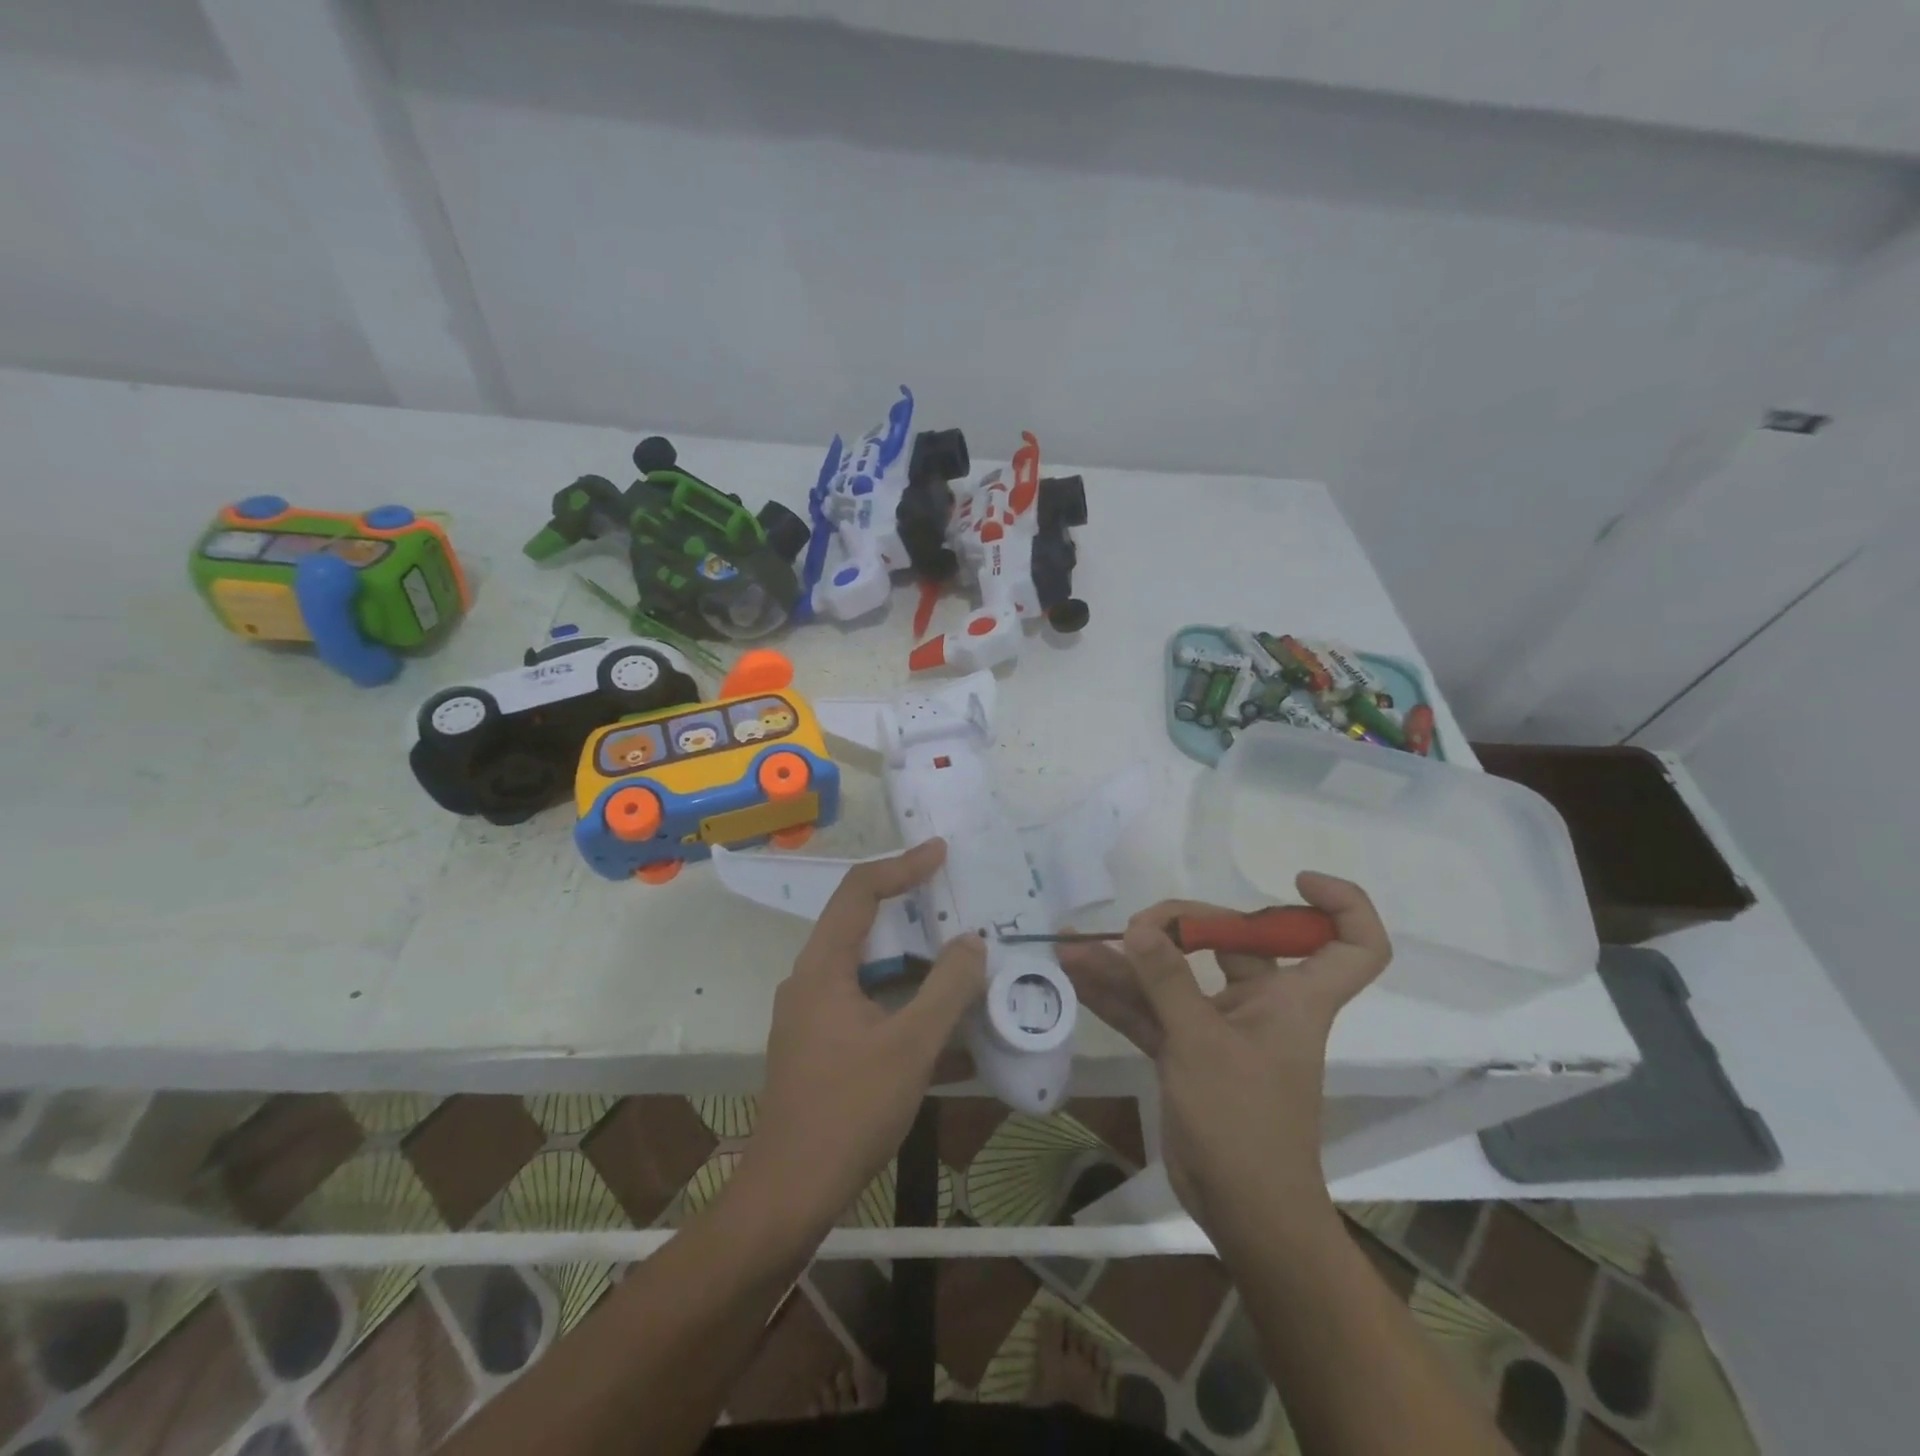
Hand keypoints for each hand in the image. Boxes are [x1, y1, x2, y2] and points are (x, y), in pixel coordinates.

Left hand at [740, 839, 985, 1230]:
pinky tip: (938, 1019)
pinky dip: (901, 996)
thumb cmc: (848, 1111)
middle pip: (860, 923)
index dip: (901, 865)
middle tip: (954, 902)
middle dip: (909, 909)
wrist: (789, 1194)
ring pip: (865, 966)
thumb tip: (973, 941)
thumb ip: (946, 987)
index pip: (859, 892)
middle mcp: (809, 980)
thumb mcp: (910, 1046)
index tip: (941, 852)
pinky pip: (865, 1000)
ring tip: (956, 957)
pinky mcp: (818, 1045)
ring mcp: (810, 1015)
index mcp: (822, 967)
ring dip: (910, 958)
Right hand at [1058, 873, 1390, 1234]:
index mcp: (1294, 998)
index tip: (1294, 881)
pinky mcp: (1189, 1051)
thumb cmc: (1245, 1123)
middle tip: (1137, 926)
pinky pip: (1151, 1010)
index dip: (1339, 905)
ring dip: (1128, 962)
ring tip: (1076, 944)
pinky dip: (1118, 996)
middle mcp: (1262, 1003)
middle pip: (1234, 940)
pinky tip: (1077, 976)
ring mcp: (1221, 1026)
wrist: (1241, 1213)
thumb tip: (1140, 928)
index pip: (1352, 945)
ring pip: (1177, 977)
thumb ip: (1168, 981)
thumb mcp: (1202, 1044)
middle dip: (1182, 922)